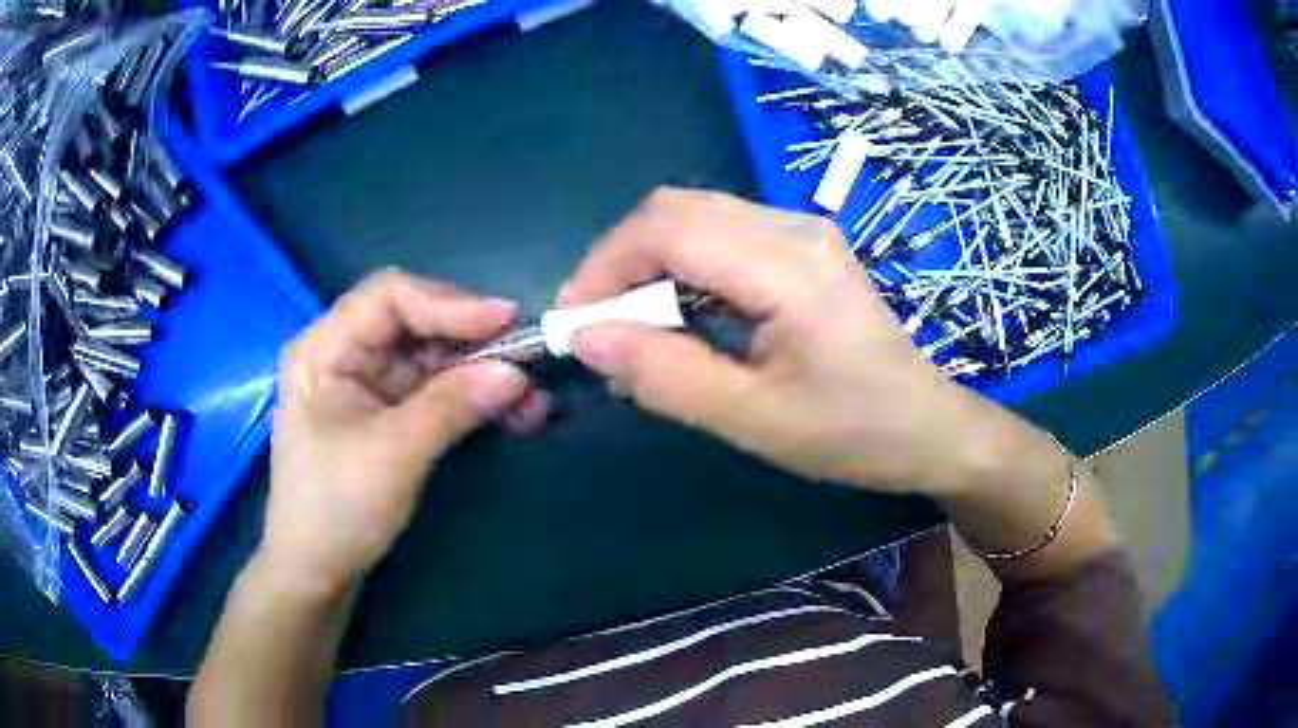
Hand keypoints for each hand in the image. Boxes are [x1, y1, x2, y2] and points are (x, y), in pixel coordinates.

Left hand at [264, 270, 531, 594]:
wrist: (317, 570)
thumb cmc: (336, 509)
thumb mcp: (393, 455)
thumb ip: (451, 405)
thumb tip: (516, 372)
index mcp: (325, 349)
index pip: (389, 298)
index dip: (448, 303)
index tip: (507, 320)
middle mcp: (345, 352)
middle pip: (415, 321)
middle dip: (472, 339)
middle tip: (526, 360)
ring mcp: (367, 382)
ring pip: (433, 355)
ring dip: (482, 371)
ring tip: (530, 400)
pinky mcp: (387, 410)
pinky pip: (436, 388)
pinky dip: (472, 397)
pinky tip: (510, 412)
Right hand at [560, 188, 982, 494]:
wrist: (929, 427)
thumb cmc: (854, 433)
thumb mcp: (755, 420)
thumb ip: (667, 376)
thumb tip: (588, 339)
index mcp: (788, 265)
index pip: (668, 229)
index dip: (605, 266)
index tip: (574, 322)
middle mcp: (794, 227)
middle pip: (676, 209)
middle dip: (620, 260)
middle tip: (597, 324)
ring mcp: (803, 231)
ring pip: (696, 216)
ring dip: (649, 263)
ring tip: (632, 325)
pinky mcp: (804, 246)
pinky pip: (723, 234)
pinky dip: (683, 267)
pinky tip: (681, 315)